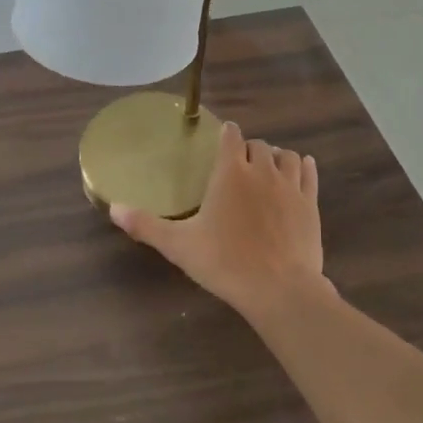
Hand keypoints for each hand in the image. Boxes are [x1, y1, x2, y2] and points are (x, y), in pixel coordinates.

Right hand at [110, 122, 333, 321]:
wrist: (280, 289)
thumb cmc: (225, 263)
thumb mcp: (179, 245)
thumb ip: (146, 224)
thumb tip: (113, 207)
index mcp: (230, 173)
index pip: (231, 136)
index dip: (226, 134)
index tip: (222, 139)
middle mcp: (262, 170)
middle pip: (258, 145)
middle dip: (248, 149)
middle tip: (238, 164)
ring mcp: (290, 186)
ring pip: (286, 155)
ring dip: (276, 156)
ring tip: (267, 167)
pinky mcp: (310, 204)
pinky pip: (309, 173)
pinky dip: (303, 167)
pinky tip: (300, 169)